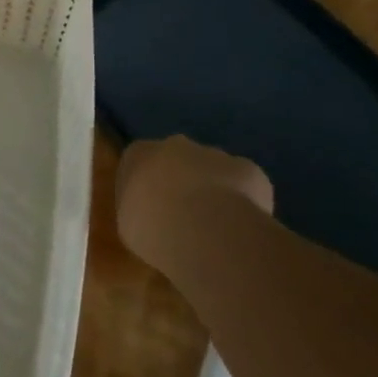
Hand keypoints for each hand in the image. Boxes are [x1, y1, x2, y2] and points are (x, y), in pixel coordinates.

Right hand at [116, 136, 272, 270]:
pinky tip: (241, 230)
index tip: (152, 211)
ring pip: (214, 172)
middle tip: (184, 220)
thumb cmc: (152, 227)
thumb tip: (152, 216)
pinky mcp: (249, 170)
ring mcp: (215, 154)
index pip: (139, 163)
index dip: (147, 188)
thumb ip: (140, 211)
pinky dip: (244, 204)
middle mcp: (175, 145)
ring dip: (213, 193)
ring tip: (216, 230)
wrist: (205, 230)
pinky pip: (246, 187)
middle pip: (178, 161)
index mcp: (138, 154)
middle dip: (182, 185)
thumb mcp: (129, 225)